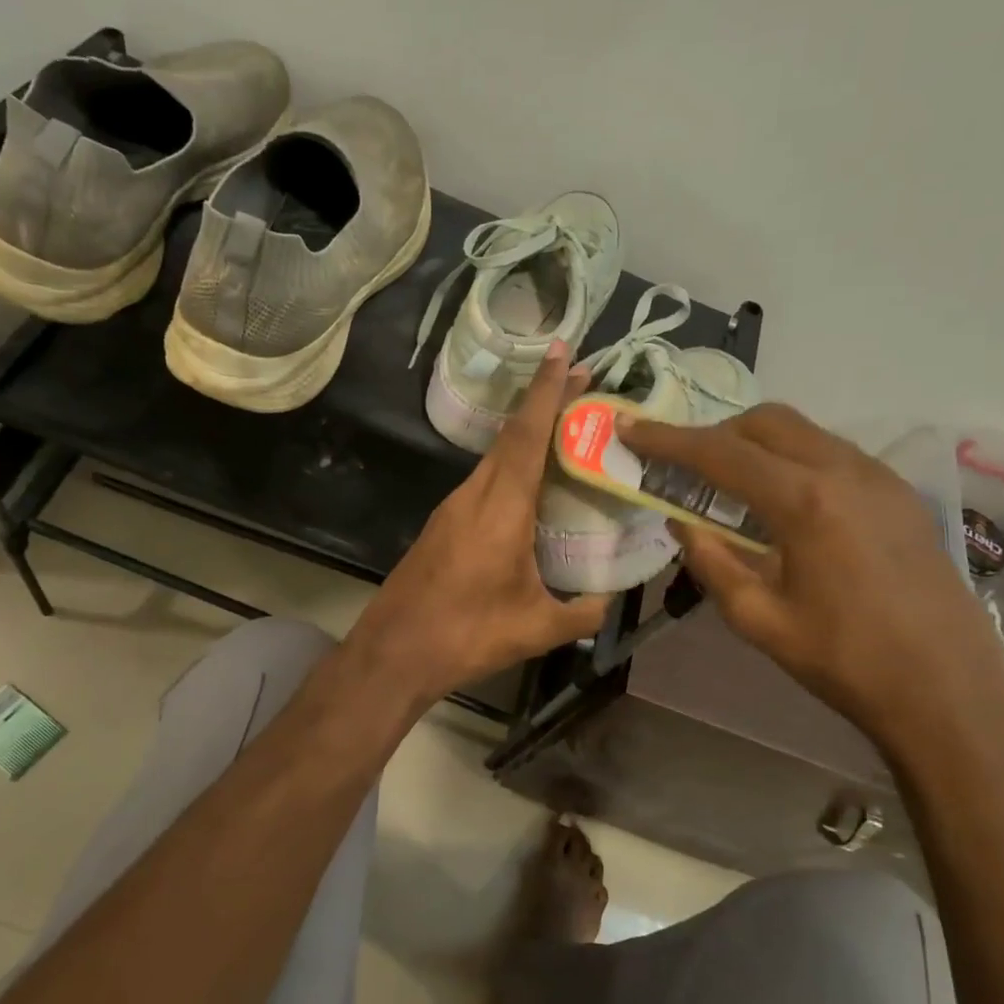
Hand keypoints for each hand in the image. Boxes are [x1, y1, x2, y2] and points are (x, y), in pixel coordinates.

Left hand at [353, 344, 610, 704]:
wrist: (395, 651)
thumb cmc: (467, 634)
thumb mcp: (537, 627)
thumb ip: (583, 612)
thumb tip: (609, 600)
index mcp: (501, 507)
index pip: (527, 435)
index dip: (548, 391)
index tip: (567, 353)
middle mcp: (474, 495)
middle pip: (512, 436)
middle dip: (545, 403)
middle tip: (583, 382)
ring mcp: (452, 507)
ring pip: (496, 457)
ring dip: (527, 435)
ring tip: (564, 427)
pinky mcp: (442, 524)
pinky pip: (484, 480)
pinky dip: (511, 466)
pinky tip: (530, 484)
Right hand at [621, 403, 1003, 744]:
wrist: (949, 691)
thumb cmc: (845, 661)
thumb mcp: (758, 618)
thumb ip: (712, 560)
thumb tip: (681, 522)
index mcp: (804, 500)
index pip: (720, 452)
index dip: (667, 439)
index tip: (629, 427)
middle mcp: (844, 470)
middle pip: (765, 422)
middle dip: (716, 433)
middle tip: (683, 465)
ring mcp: (879, 477)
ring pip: (803, 431)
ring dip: (755, 443)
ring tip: (728, 482)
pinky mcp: (899, 493)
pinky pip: (831, 452)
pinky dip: (792, 458)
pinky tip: (782, 501)